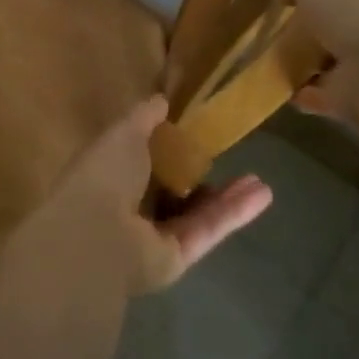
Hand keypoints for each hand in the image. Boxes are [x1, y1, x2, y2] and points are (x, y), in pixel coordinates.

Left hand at [11, 96, 273, 295]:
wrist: (95, 236)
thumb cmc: (102, 174)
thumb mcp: (124, 131)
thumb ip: (144, 116)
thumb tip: (162, 99)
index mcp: (109, 174)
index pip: (140, 160)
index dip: (167, 146)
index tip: (194, 131)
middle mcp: (129, 207)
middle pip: (172, 190)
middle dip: (200, 174)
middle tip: (229, 157)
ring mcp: (153, 237)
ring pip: (195, 213)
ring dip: (226, 196)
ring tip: (257, 179)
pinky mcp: (176, 259)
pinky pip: (207, 230)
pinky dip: (233, 213)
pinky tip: (262, 194)